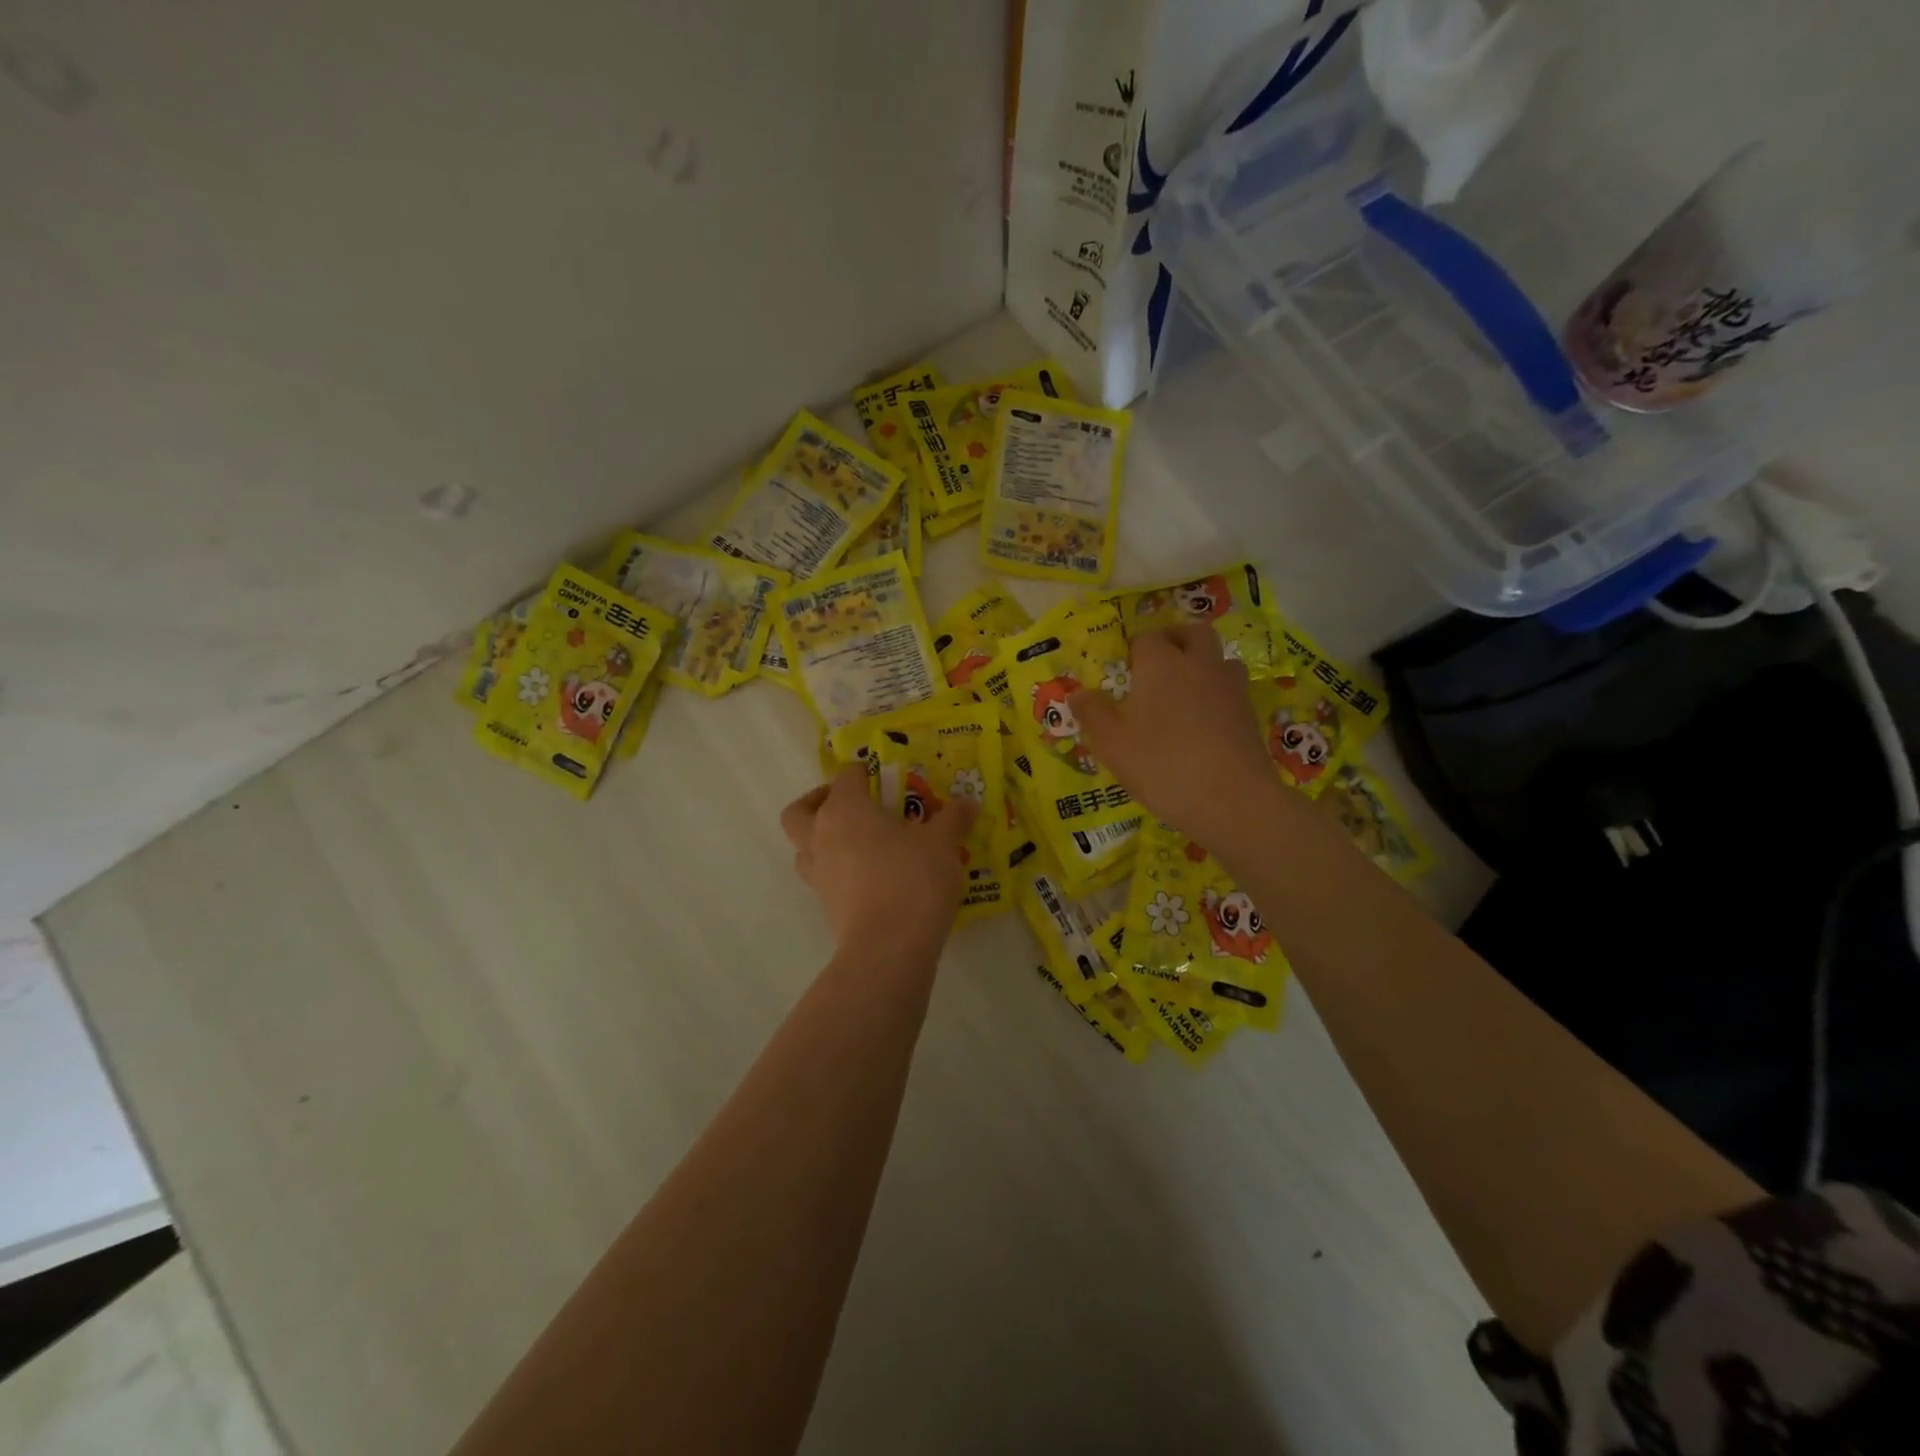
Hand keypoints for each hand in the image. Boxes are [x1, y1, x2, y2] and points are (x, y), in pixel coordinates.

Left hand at [780, 764, 976, 956]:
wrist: (890, 947)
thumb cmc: (912, 879)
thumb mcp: (942, 843)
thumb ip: (953, 818)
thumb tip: (968, 803)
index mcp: (844, 810)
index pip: (845, 777)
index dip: (864, 772)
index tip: (886, 776)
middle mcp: (820, 837)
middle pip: (799, 811)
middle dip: (818, 802)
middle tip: (852, 805)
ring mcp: (818, 875)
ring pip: (803, 848)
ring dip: (821, 840)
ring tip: (858, 843)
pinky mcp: (826, 906)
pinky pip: (823, 878)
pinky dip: (838, 871)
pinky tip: (871, 876)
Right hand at [1068, 625, 1278, 847]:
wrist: (1233, 800)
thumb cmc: (1163, 766)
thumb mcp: (1113, 745)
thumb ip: (1093, 715)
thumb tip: (1077, 694)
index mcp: (1161, 665)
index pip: (1146, 638)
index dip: (1133, 649)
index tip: (1123, 670)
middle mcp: (1199, 665)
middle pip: (1192, 633)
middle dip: (1174, 640)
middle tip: (1157, 664)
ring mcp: (1230, 688)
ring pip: (1219, 658)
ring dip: (1202, 664)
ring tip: (1184, 690)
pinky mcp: (1249, 714)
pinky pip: (1231, 689)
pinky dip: (1217, 693)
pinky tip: (1204, 721)